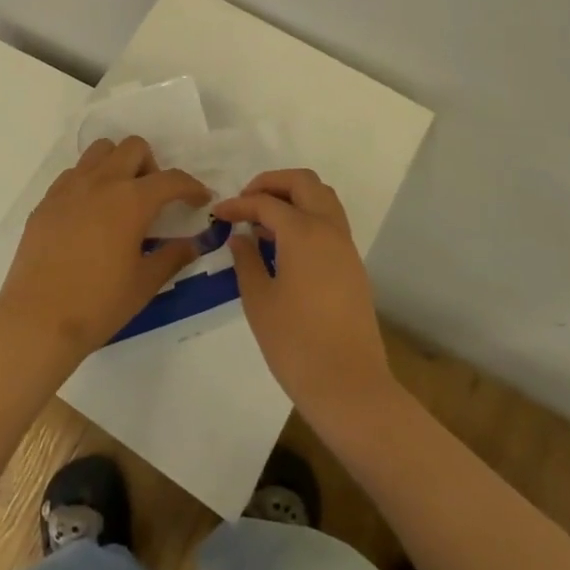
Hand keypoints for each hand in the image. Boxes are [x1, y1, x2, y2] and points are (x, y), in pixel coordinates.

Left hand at [0, 136, 208, 366]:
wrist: (37, 320)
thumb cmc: (98, 304)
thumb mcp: (144, 284)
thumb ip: (172, 257)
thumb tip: (192, 243)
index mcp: (131, 200)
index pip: (171, 179)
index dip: (192, 187)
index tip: (200, 199)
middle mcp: (101, 182)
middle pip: (134, 147)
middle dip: (152, 166)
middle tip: (154, 199)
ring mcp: (69, 188)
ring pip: (100, 151)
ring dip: (118, 164)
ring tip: (120, 199)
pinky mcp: (46, 201)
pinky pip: (73, 174)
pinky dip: (90, 181)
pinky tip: (90, 214)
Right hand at [216, 169, 394, 424]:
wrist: (349, 386)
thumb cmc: (296, 343)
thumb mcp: (259, 300)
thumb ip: (246, 261)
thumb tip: (240, 237)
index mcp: (303, 232)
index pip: (265, 203)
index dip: (238, 205)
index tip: (217, 214)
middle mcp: (328, 229)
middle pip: (304, 183)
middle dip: (272, 183)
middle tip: (246, 201)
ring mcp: (345, 246)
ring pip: (322, 198)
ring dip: (293, 197)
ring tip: (264, 221)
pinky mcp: (352, 266)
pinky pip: (330, 222)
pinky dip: (307, 217)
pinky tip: (284, 244)